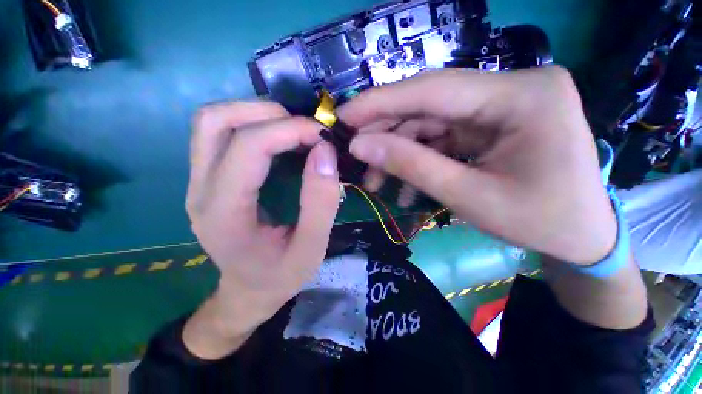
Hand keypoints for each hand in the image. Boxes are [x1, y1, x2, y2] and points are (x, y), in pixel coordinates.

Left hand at [183, 101, 339, 358]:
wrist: (248, 291)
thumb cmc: (281, 275)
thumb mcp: (312, 248)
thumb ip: (321, 202)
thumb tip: (325, 151)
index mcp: (225, 213)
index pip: (249, 147)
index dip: (290, 130)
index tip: (324, 136)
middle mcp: (200, 190)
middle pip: (216, 121)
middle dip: (270, 114)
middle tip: (307, 131)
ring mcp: (197, 181)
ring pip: (212, 121)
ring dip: (256, 114)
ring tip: (293, 130)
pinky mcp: (206, 178)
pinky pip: (219, 133)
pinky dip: (251, 123)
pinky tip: (279, 140)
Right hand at [339, 66, 616, 264]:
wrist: (582, 237)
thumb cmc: (539, 222)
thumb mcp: (467, 196)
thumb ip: (410, 165)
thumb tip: (361, 145)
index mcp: (523, 96)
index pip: (433, 89)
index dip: (380, 102)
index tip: (344, 115)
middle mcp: (513, 88)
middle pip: (428, 104)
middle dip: (386, 133)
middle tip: (356, 155)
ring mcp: (501, 105)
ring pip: (429, 123)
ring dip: (399, 152)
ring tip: (376, 181)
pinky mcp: (491, 124)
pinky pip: (442, 137)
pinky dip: (418, 159)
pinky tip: (404, 186)